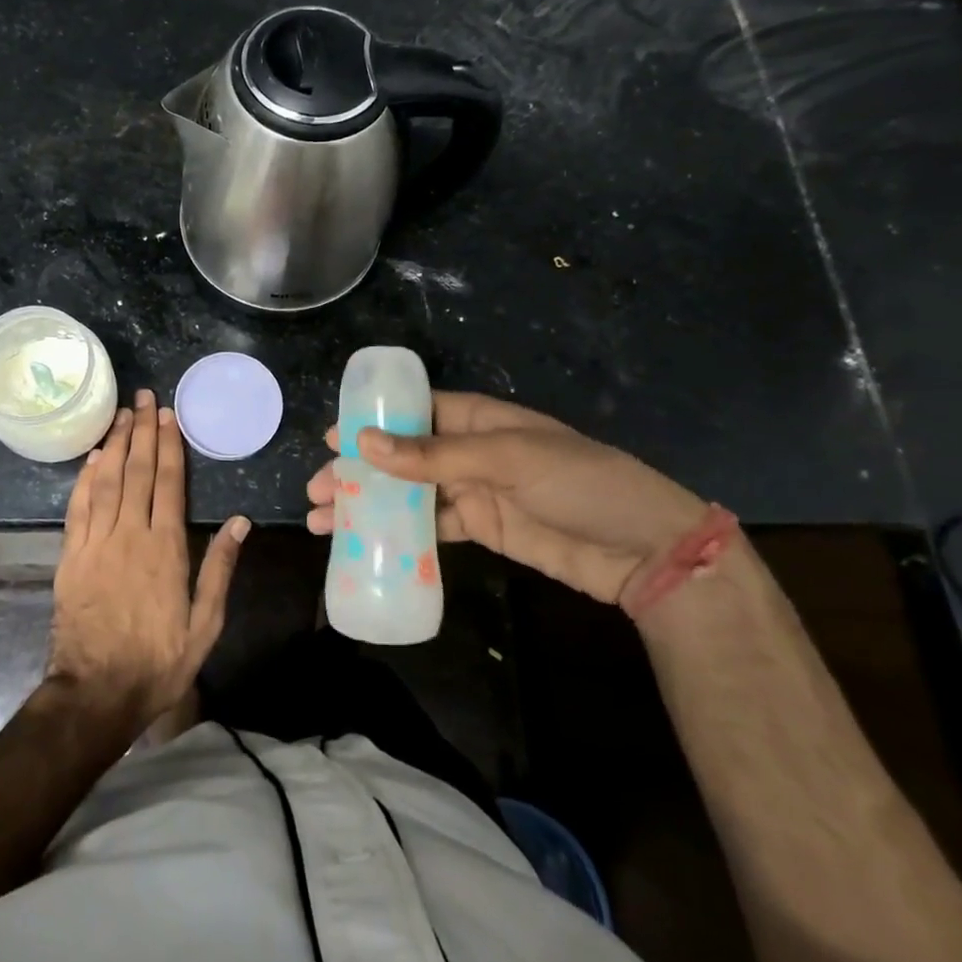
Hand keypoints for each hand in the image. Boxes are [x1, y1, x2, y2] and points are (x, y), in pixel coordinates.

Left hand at [47, 390, 249, 729]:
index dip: (168, 445)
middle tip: (145, 398)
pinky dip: (85, 478)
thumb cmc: (157, 662)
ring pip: (106, 481)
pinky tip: (92, 458)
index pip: (168, 483)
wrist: (95, 694)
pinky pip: (78, 507)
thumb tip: (240, 522)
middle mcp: (130, 535)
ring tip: (121, 414)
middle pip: (137, 472)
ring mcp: (96, 543)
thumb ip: (220, 569)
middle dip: (142, 431)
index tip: (168, 416)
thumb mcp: (205, 624)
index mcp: (165, 548)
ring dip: (115, 444)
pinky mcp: (71, 556)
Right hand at [305, 391, 705, 604]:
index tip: (330, 437)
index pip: (413, 410)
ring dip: (369, 504)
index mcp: (479, 418)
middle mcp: (470, 450)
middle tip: (315, 489)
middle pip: (402, 455)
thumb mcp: (508, 459)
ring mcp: (475, 491)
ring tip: (325, 521)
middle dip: (358, 470)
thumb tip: (364, 444)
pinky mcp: (482, 529)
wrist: (645, 550)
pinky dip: (398, 534)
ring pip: (408, 493)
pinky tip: (367, 544)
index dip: (371, 422)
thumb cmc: (580, 483)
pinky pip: (430, 528)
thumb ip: (435, 455)